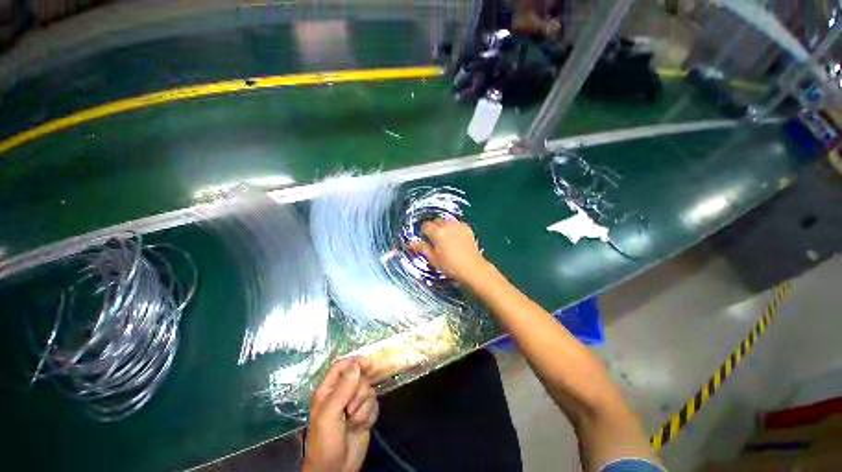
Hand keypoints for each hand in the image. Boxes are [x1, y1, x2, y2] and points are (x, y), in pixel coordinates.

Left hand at [303, 358, 378, 471]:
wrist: (336, 470)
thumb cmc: (325, 442)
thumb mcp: (328, 415)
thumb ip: (342, 389)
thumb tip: (357, 365)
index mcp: (328, 391)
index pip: (341, 366)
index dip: (353, 362)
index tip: (367, 365)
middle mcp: (342, 394)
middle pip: (359, 377)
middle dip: (359, 392)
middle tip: (350, 409)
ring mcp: (354, 404)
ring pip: (368, 390)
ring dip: (364, 407)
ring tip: (354, 421)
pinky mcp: (365, 414)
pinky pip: (375, 404)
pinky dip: (370, 415)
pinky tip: (362, 425)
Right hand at [406, 219, 489, 283]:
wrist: (472, 268)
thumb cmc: (450, 266)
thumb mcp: (433, 259)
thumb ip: (421, 248)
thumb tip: (410, 243)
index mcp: (437, 232)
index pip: (425, 225)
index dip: (423, 232)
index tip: (425, 240)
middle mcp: (448, 225)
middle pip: (436, 221)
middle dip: (434, 228)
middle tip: (435, 240)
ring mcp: (459, 225)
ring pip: (447, 221)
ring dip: (444, 227)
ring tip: (446, 239)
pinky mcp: (467, 228)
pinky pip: (457, 224)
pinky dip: (454, 228)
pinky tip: (456, 238)